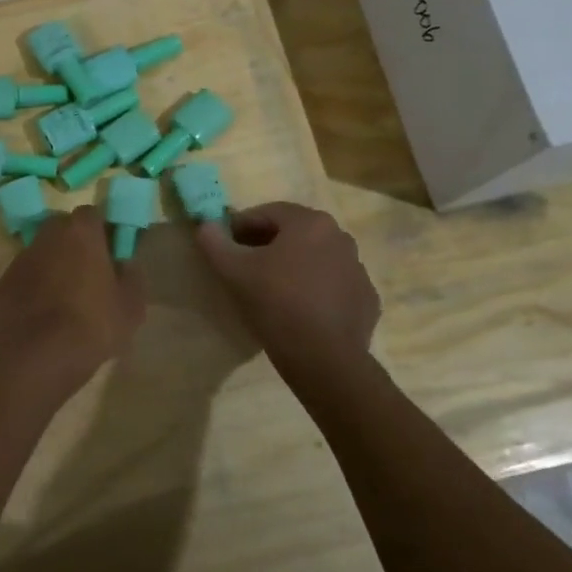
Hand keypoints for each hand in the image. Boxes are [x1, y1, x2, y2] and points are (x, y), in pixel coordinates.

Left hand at [0, 206, 145, 378]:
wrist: (39, 356)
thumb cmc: (93, 324)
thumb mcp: (131, 306)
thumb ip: (131, 277)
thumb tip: (125, 264)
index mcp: (80, 232)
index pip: (92, 215)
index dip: (101, 231)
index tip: (109, 253)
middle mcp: (47, 236)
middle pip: (62, 229)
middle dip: (74, 244)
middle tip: (88, 273)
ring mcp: (21, 259)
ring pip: (41, 253)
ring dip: (52, 265)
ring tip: (65, 298)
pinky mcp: (3, 284)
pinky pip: (25, 278)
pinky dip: (33, 288)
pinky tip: (43, 315)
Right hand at [196, 202, 379, 365]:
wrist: (324, 358)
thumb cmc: (276, 304)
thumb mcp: (233, 271)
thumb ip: (214, 242)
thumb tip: (205, 225)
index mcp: (310, 222)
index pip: (268, 213)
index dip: (241, 227)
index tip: (226, 246)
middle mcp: (340, 237)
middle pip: (294, 233)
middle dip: (267, 245)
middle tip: (245, 267)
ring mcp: (358, 269)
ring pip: (316, 258)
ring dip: (294, 266)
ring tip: (272, 290)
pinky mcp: (366, 298)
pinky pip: (334, 285)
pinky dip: (316, 289)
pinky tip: (300, 310)